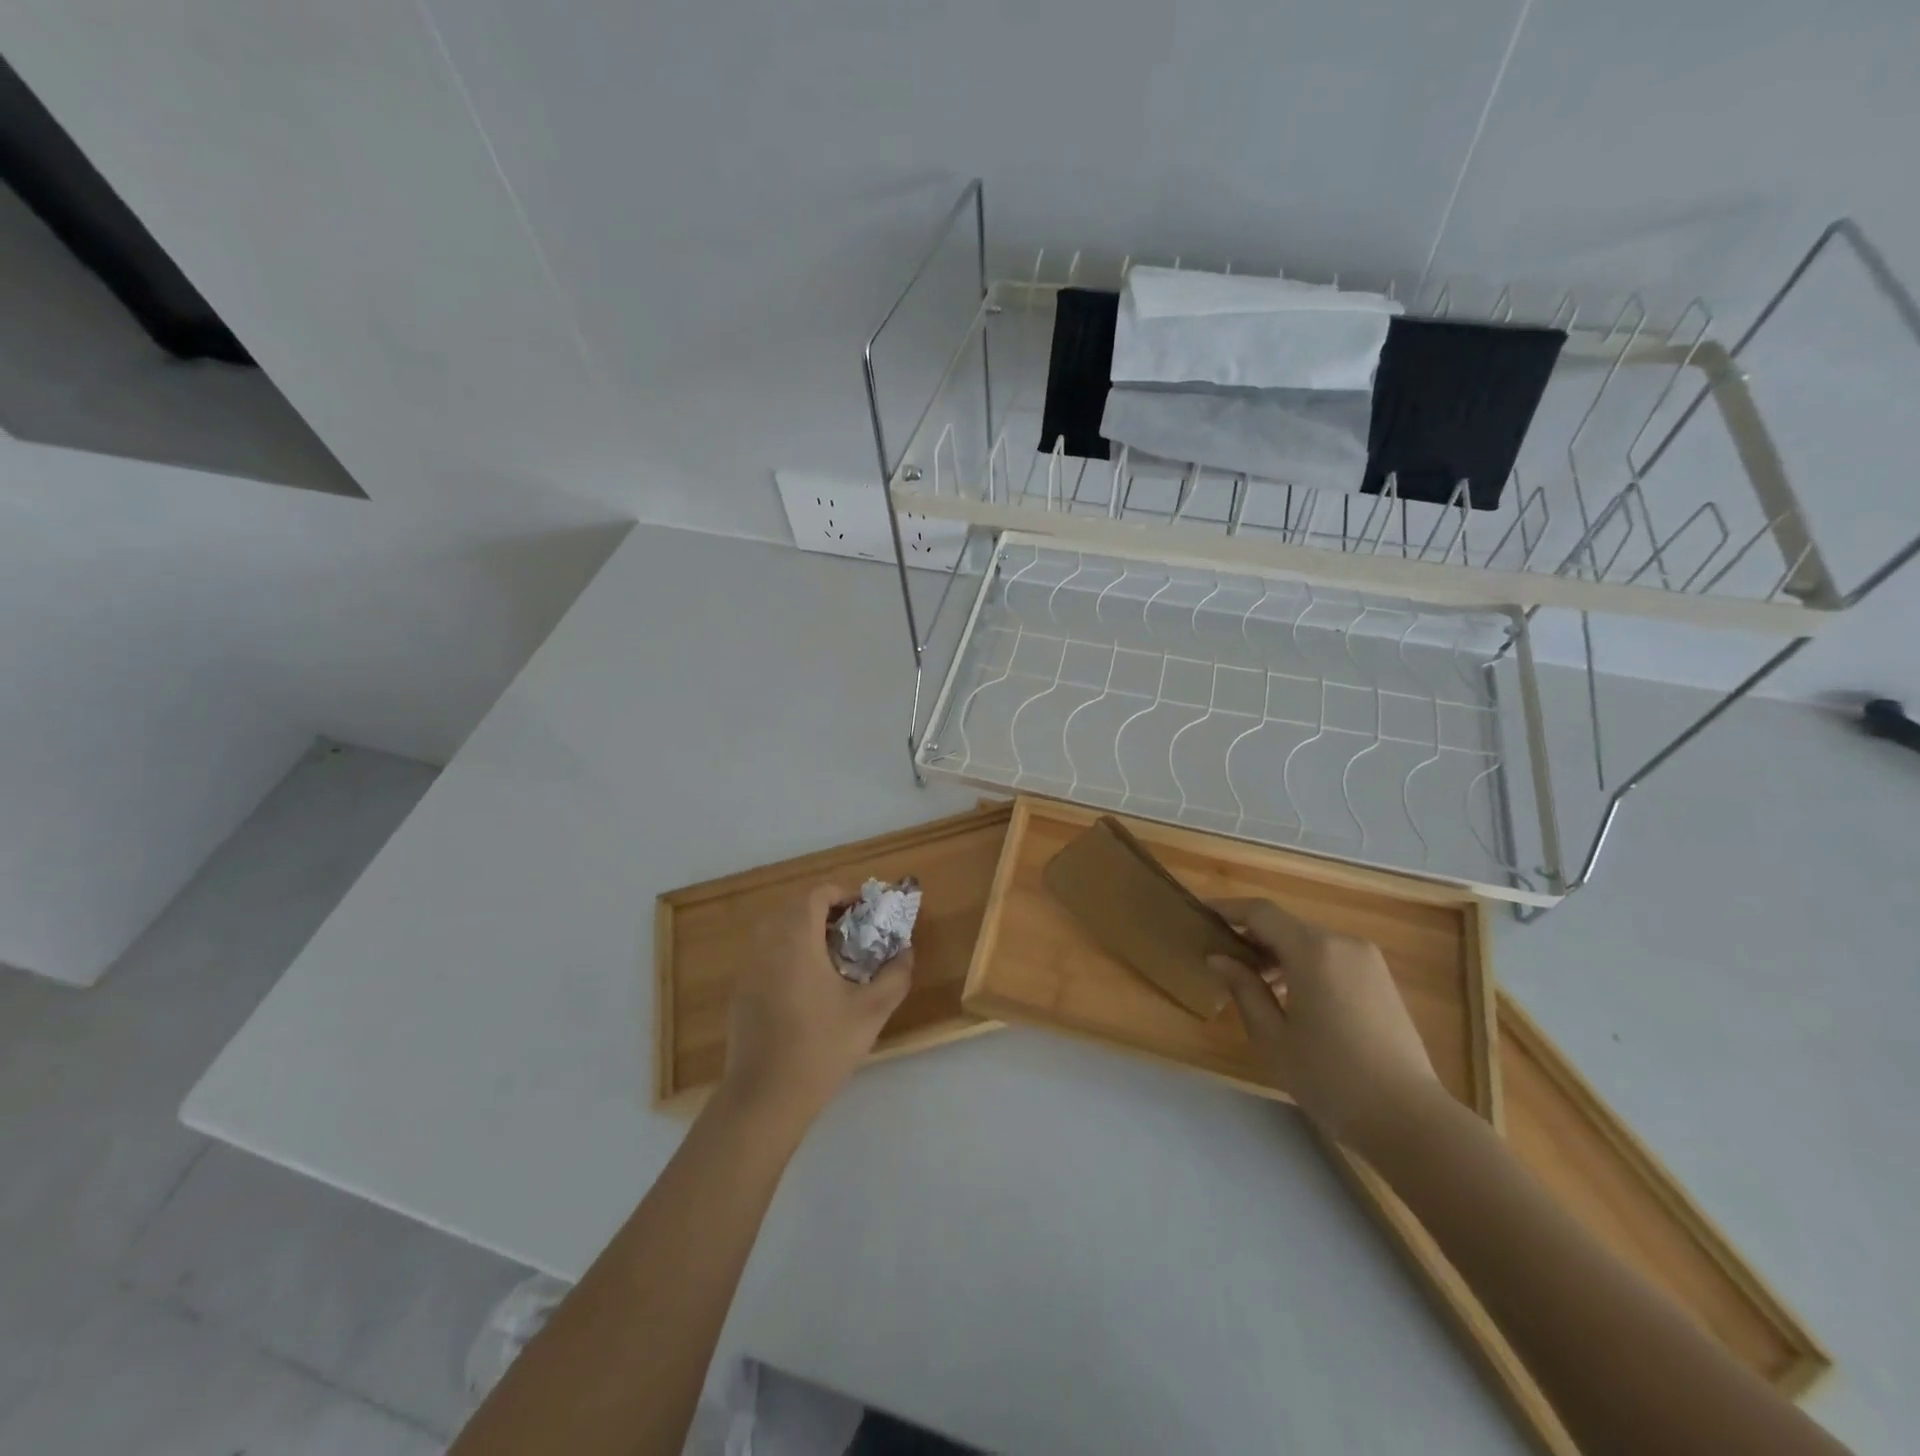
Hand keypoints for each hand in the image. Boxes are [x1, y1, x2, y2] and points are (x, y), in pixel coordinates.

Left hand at [718, 883, 913, 1127]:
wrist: (763, 1098)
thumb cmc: (820, 1047)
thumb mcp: (871, 1011)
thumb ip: (895, 975)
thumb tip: (906, 952)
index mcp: (796, 939)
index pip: (816, 894)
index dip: (844, 894)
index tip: (866, 912)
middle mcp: (767, 944)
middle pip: (795, 908)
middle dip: (826, 912)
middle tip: (854, 933)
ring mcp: (748, 968)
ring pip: (778, 931)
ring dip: (806, 932)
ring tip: (834, 958)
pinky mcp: (741, 992)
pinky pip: (766, 954)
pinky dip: (788, 954)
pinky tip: (809, 988)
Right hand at [1207, 897, 1441, 1150]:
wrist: (1410, 1119)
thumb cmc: (1330, 1078)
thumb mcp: (1273, 1037)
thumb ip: (1243, 988)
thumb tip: (1218, 958)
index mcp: (1313, 951)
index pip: (1260, 912)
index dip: (1228, 909)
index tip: (1201, 914)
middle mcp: (1342, 943)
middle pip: (1285, 925)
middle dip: (1251, 935)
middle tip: (1222, 958)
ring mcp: (1367, 960)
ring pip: (1309, 941)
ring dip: (1278, 953)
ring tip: (1253, 983)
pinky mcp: (1381, 979)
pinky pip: (1331, 957)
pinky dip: (1304, 964)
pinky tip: (1291, 997)